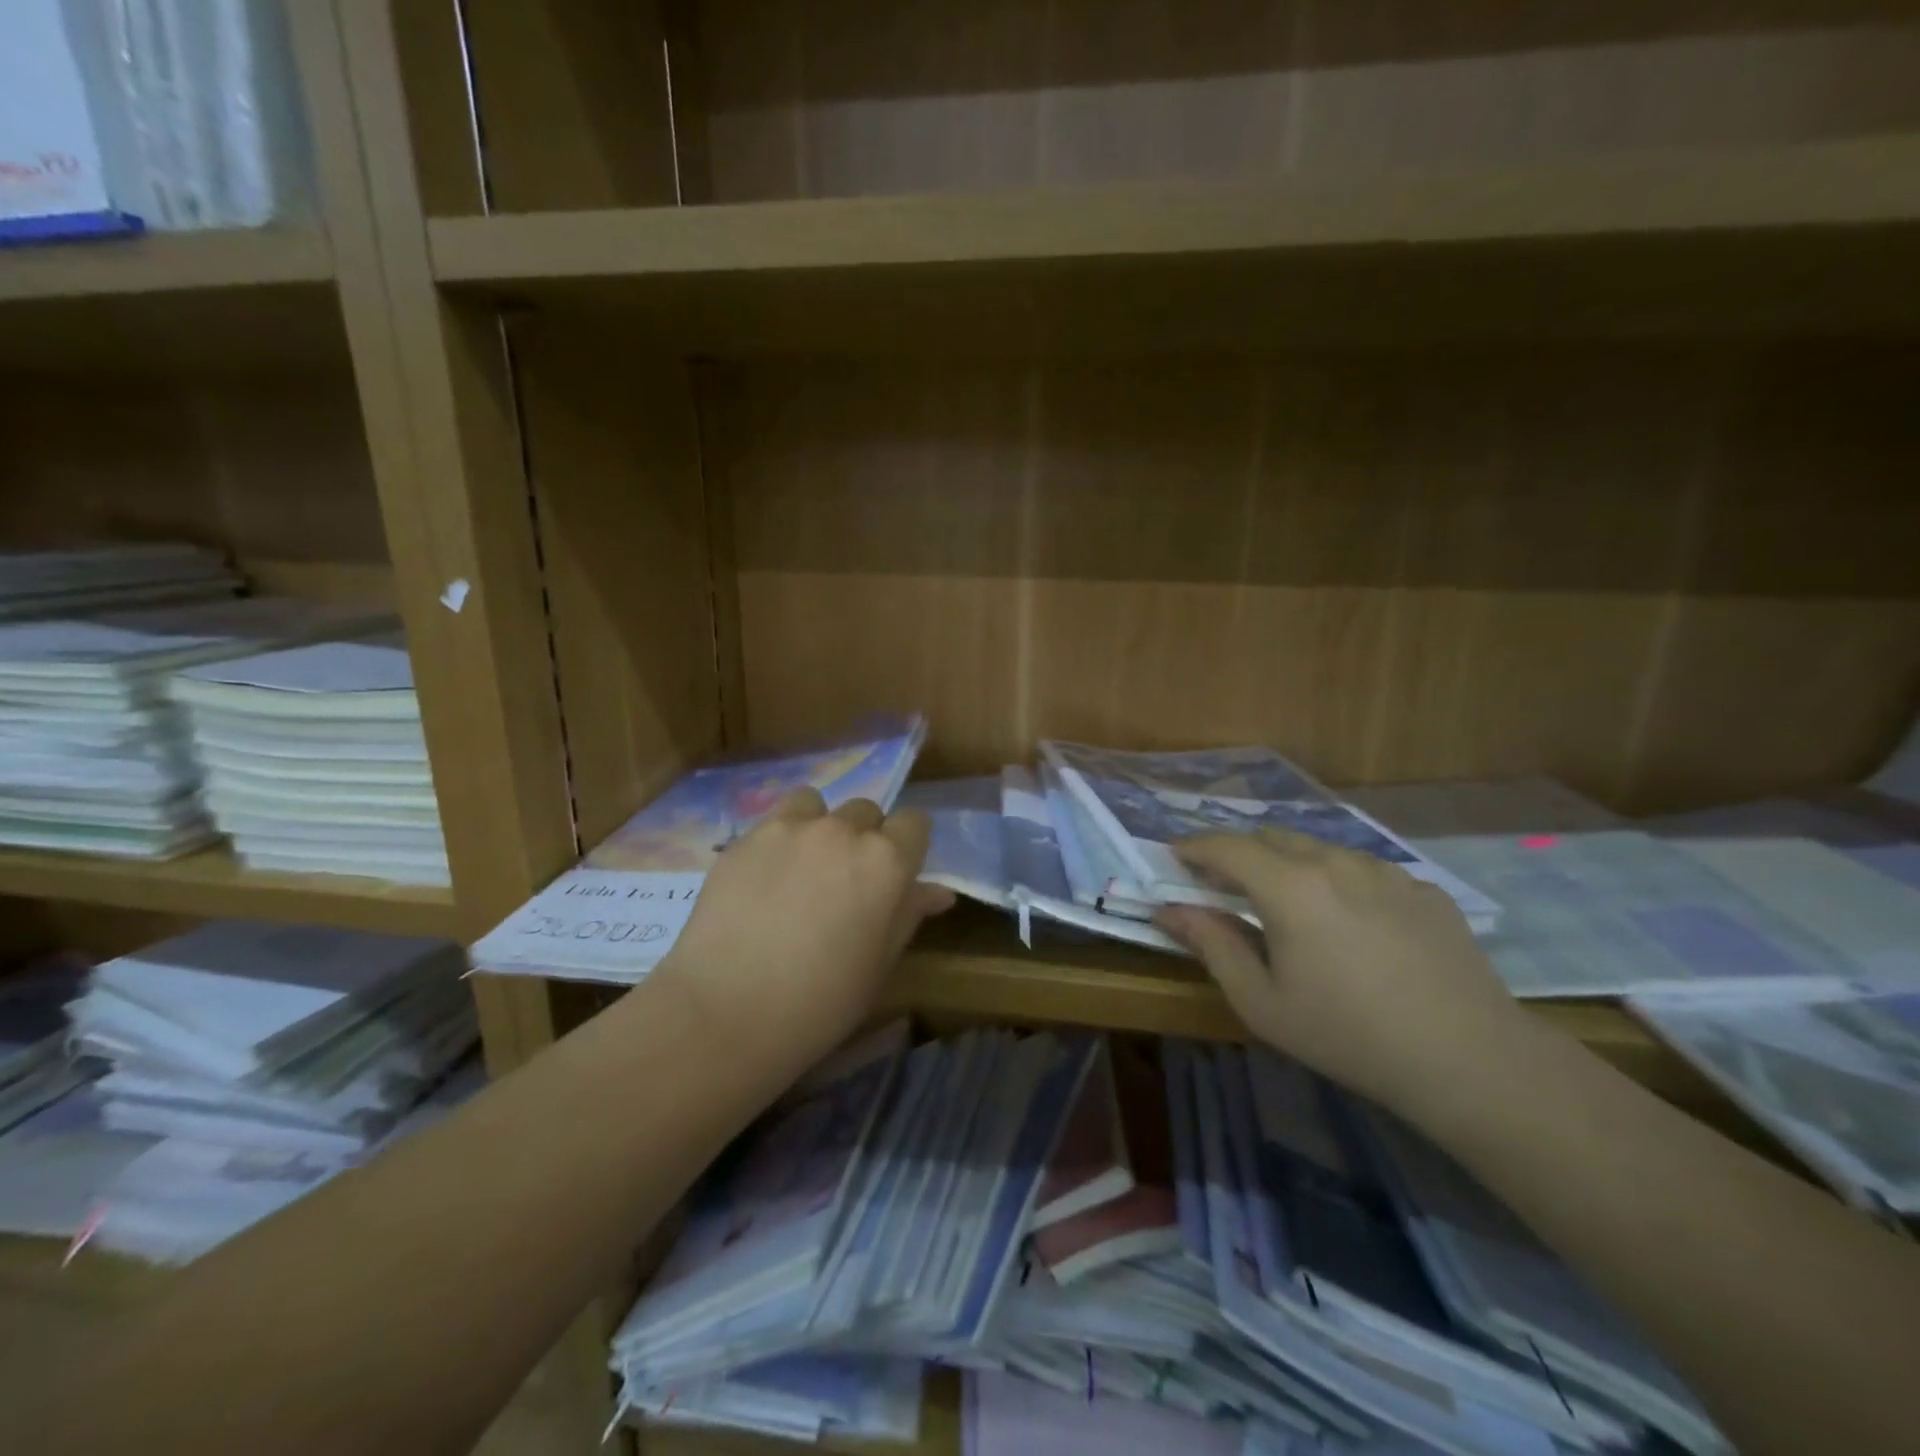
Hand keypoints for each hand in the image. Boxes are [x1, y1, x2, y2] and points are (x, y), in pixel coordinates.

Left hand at [653, 789, 953, 1064]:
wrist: (727, 1012)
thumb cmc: (821, 1001)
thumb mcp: (879, 963)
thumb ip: (908, 914)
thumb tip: (938, 892)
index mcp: (887, 861)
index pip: (914, 822)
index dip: (908, 846)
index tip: (896, 874)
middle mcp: (843, 831)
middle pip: (867, 811)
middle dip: (864, 838)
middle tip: (845, 882)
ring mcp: (790, 828)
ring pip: (818, 805)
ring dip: (820, 827)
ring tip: (803, 868)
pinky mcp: (746, 837)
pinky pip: (775, 821)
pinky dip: (780, 840)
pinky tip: (764, 879)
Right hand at [1157, 830, 1535, 1116]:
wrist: (1470, 1059)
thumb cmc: (1348, 1034)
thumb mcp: (1262, 1002)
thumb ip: (1212, 945)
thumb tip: (1169, 911)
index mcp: (1289, 886)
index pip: (1226, 847)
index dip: (1194, 847)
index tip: (1174, 857)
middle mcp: (1335, 862)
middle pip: (1272, 838)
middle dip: (1240, 854)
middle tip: (1225, 885)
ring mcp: (1385, 871)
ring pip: (1320, 850)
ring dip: (1290, 865)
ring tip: (1289, 904)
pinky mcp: (1423, 889)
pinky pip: (1365, 871)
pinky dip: (1339, 882)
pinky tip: (1351, 925)